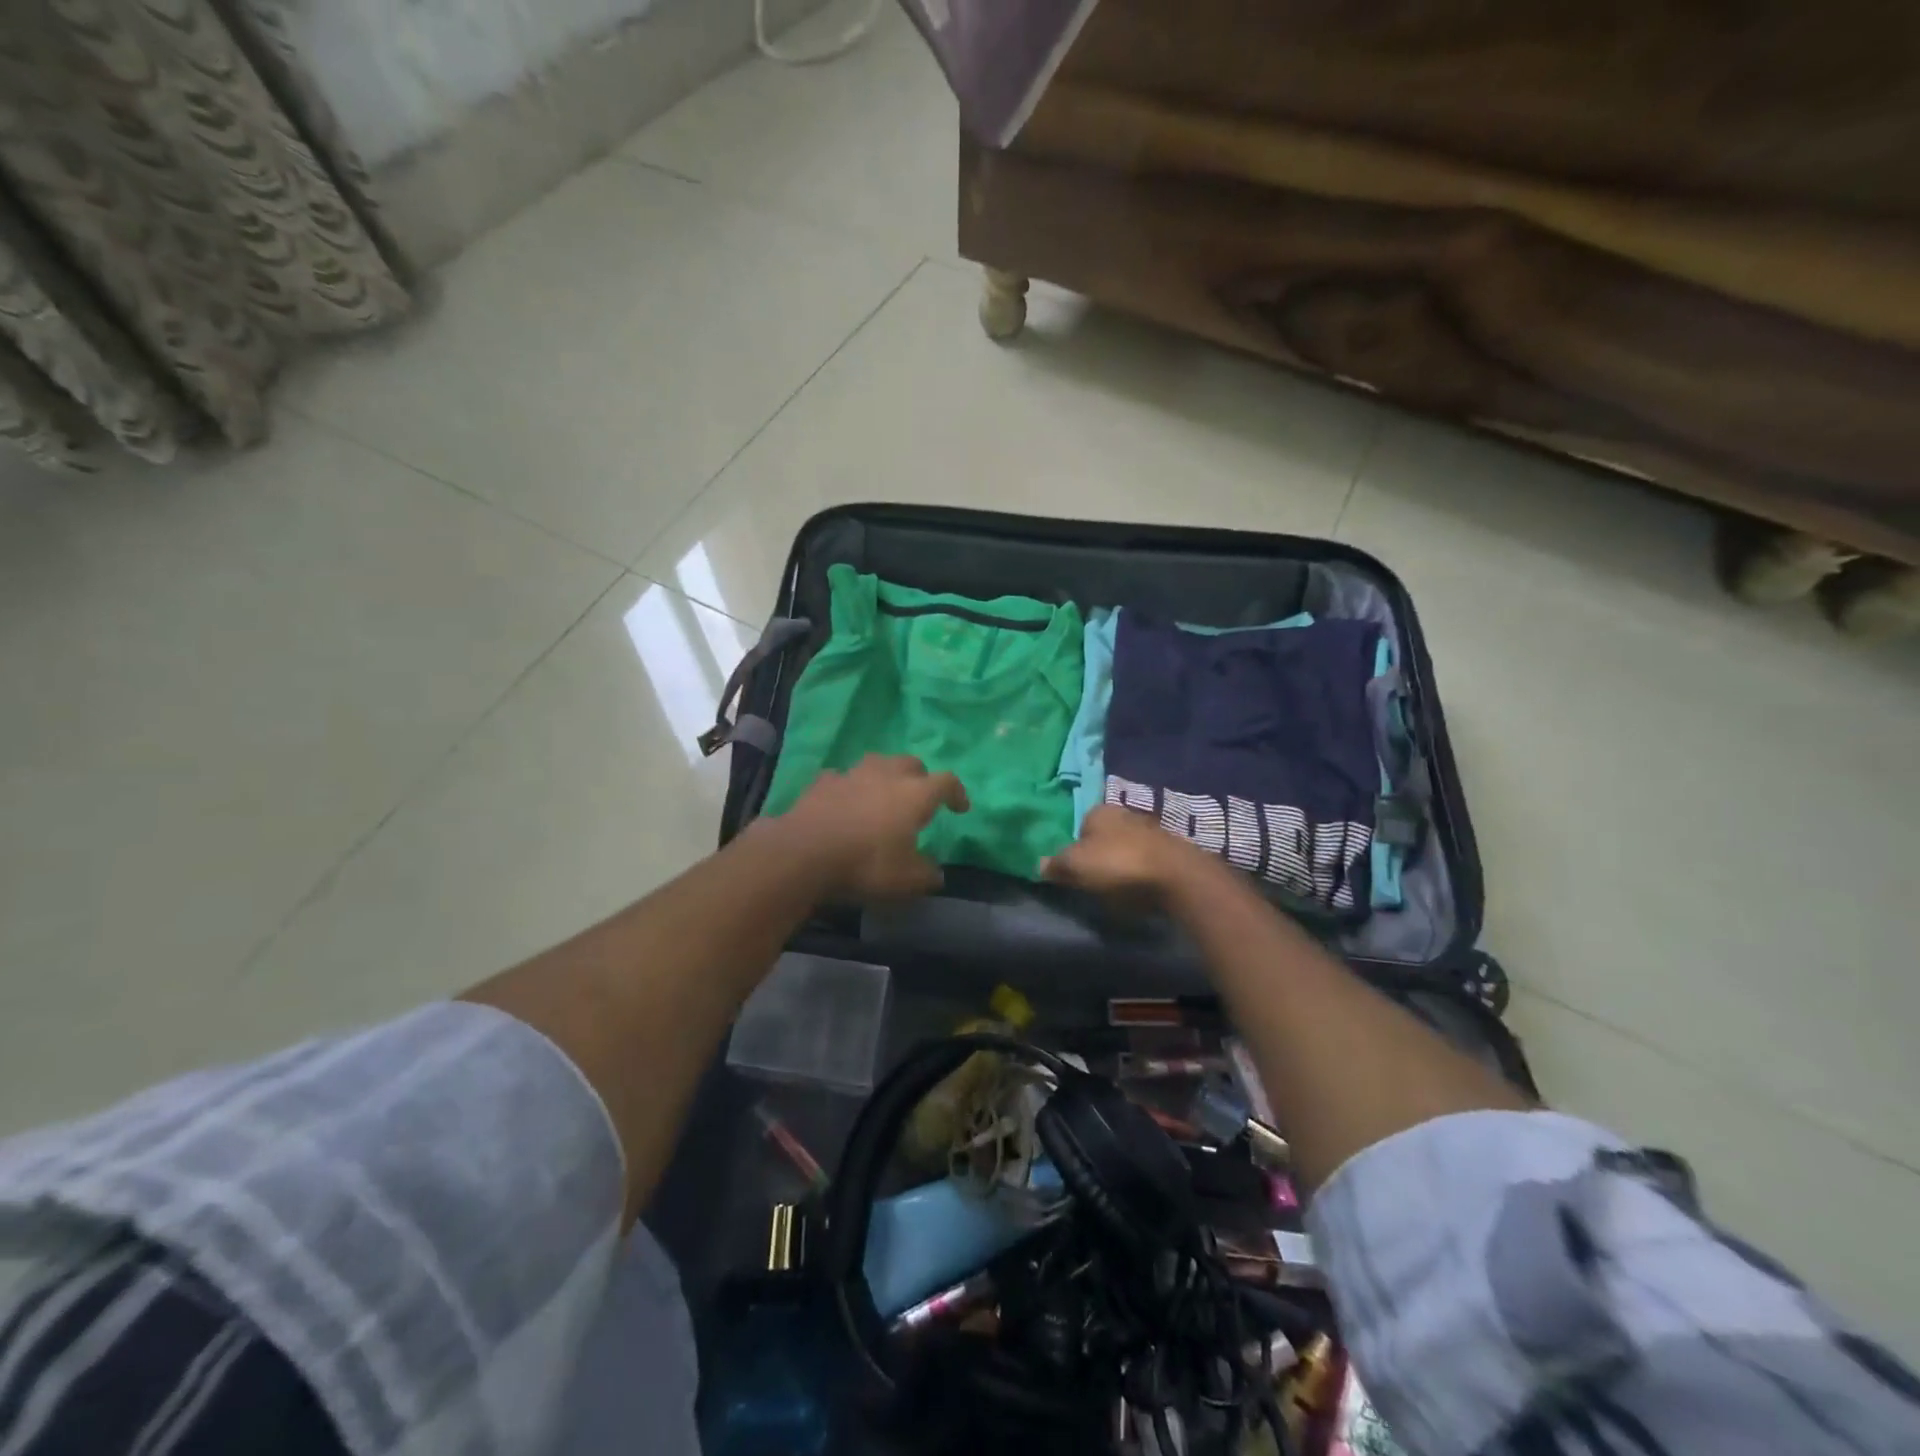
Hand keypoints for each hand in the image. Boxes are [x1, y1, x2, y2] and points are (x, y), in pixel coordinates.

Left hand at [770, 754, 968, 900]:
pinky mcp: (822, 782)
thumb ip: (926, 874)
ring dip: (885, 776)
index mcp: (915, 794)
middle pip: (911, 763)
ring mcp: (852, 774)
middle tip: (920, 798)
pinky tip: (845, 802)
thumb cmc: (865, 864)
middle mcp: (887, 775)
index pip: (947, 782)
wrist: (804, 853)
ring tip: (882, 795)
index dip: (957, 793)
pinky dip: (849, 787)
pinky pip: (843, 778)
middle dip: (921, 777)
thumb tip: (936, 873)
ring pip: (877, 763)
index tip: (959, 808)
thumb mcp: (906, 881)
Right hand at [1041, 805, 1209, 901]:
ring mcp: (1153, 830)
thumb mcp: (1076, 866)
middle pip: (1105, 835)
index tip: (1075, 870)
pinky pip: (1148, 861)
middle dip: (1100, 854)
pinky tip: (1141, 889)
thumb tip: (1039, 863)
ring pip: (1128, 847)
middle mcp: (1126, 813)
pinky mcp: (1173, 850)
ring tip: (1118, 889)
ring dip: (1123, 864)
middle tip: (1094, 880)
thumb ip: (1056, 864)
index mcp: (1100, 811)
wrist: (1177, 876)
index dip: (1075, 847)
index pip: (1080, 825)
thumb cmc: (1119, 864)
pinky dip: (1143, 873)